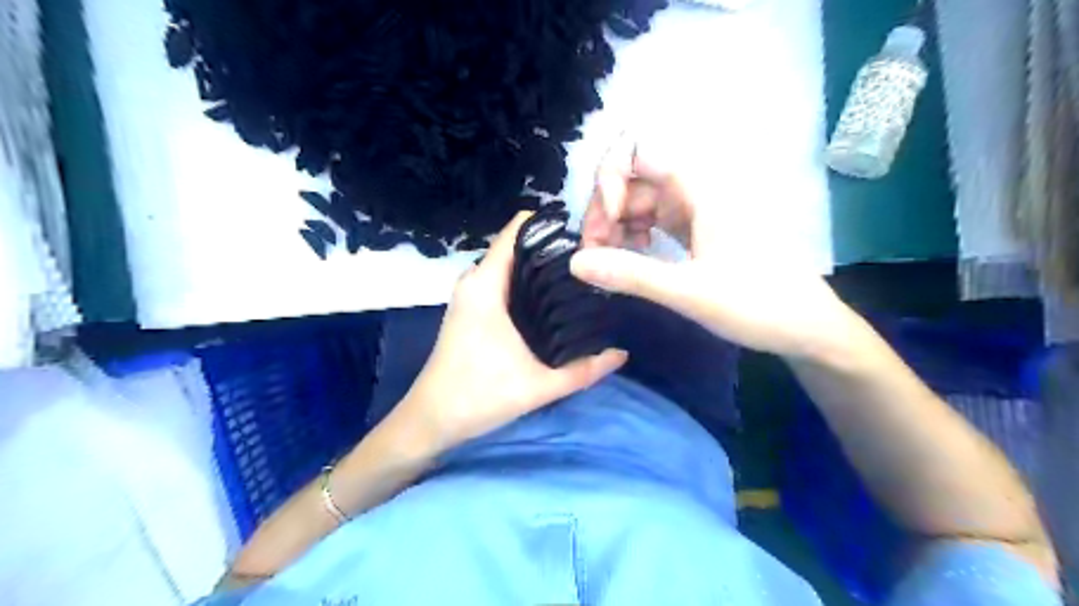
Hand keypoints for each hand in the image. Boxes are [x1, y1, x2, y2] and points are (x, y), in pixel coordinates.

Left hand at [396, 210, 628, 450]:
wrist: (432, 419)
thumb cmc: (479, 396)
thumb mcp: (539, 386)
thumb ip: (584, 371)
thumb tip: (623, 353)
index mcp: (486, 285)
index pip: (517, 230)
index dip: (551, 224)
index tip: (586, 234)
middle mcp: (476, 280)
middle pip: (518, 246)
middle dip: (553, 248)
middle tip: (593, 262)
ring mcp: (471, 294)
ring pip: (511, 265)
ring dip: (540, 267)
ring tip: (579, 277)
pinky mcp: (471, 308)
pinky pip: (503, 281)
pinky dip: (526, 282)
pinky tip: (552, 299)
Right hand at [572, 141, 859, 359]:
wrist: (806, 327)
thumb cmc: (757, 304)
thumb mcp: (690, 292)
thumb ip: (631, 275)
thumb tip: (575, 264)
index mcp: (701, 189)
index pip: (638, 150)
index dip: (610, 179)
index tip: (608, 223)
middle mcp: (696, 190)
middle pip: (632, 180)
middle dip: (605, 212)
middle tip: (595, 258)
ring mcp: (696, 210)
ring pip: (640, 203)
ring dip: (616, 228)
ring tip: (609, 266)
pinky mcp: (697, 231)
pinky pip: (653, 222)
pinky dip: (634, 238)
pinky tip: (631, 263)